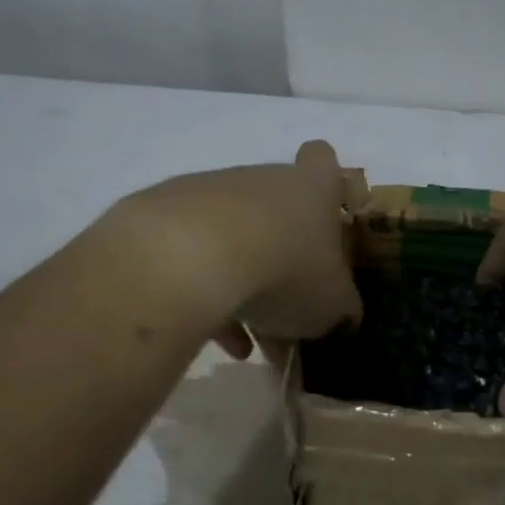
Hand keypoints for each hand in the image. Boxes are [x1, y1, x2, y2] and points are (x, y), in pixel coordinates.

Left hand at [106, 140, 361, 354]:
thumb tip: (341, 314)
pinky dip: (206, 294)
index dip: (328, 185)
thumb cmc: (285, 270)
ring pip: (235, 240)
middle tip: (287, 312)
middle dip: (284, 261)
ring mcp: (210, 193)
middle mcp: (262, 180)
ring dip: (244, 284)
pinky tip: (213, 338)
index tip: (325, 220)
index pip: (324, 161)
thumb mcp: (333, 304)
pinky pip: (194, 256)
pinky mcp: (163, 215)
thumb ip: (342, 308)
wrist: (190, 258)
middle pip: (278, 212)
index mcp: (312, 189)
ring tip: (247, 342)